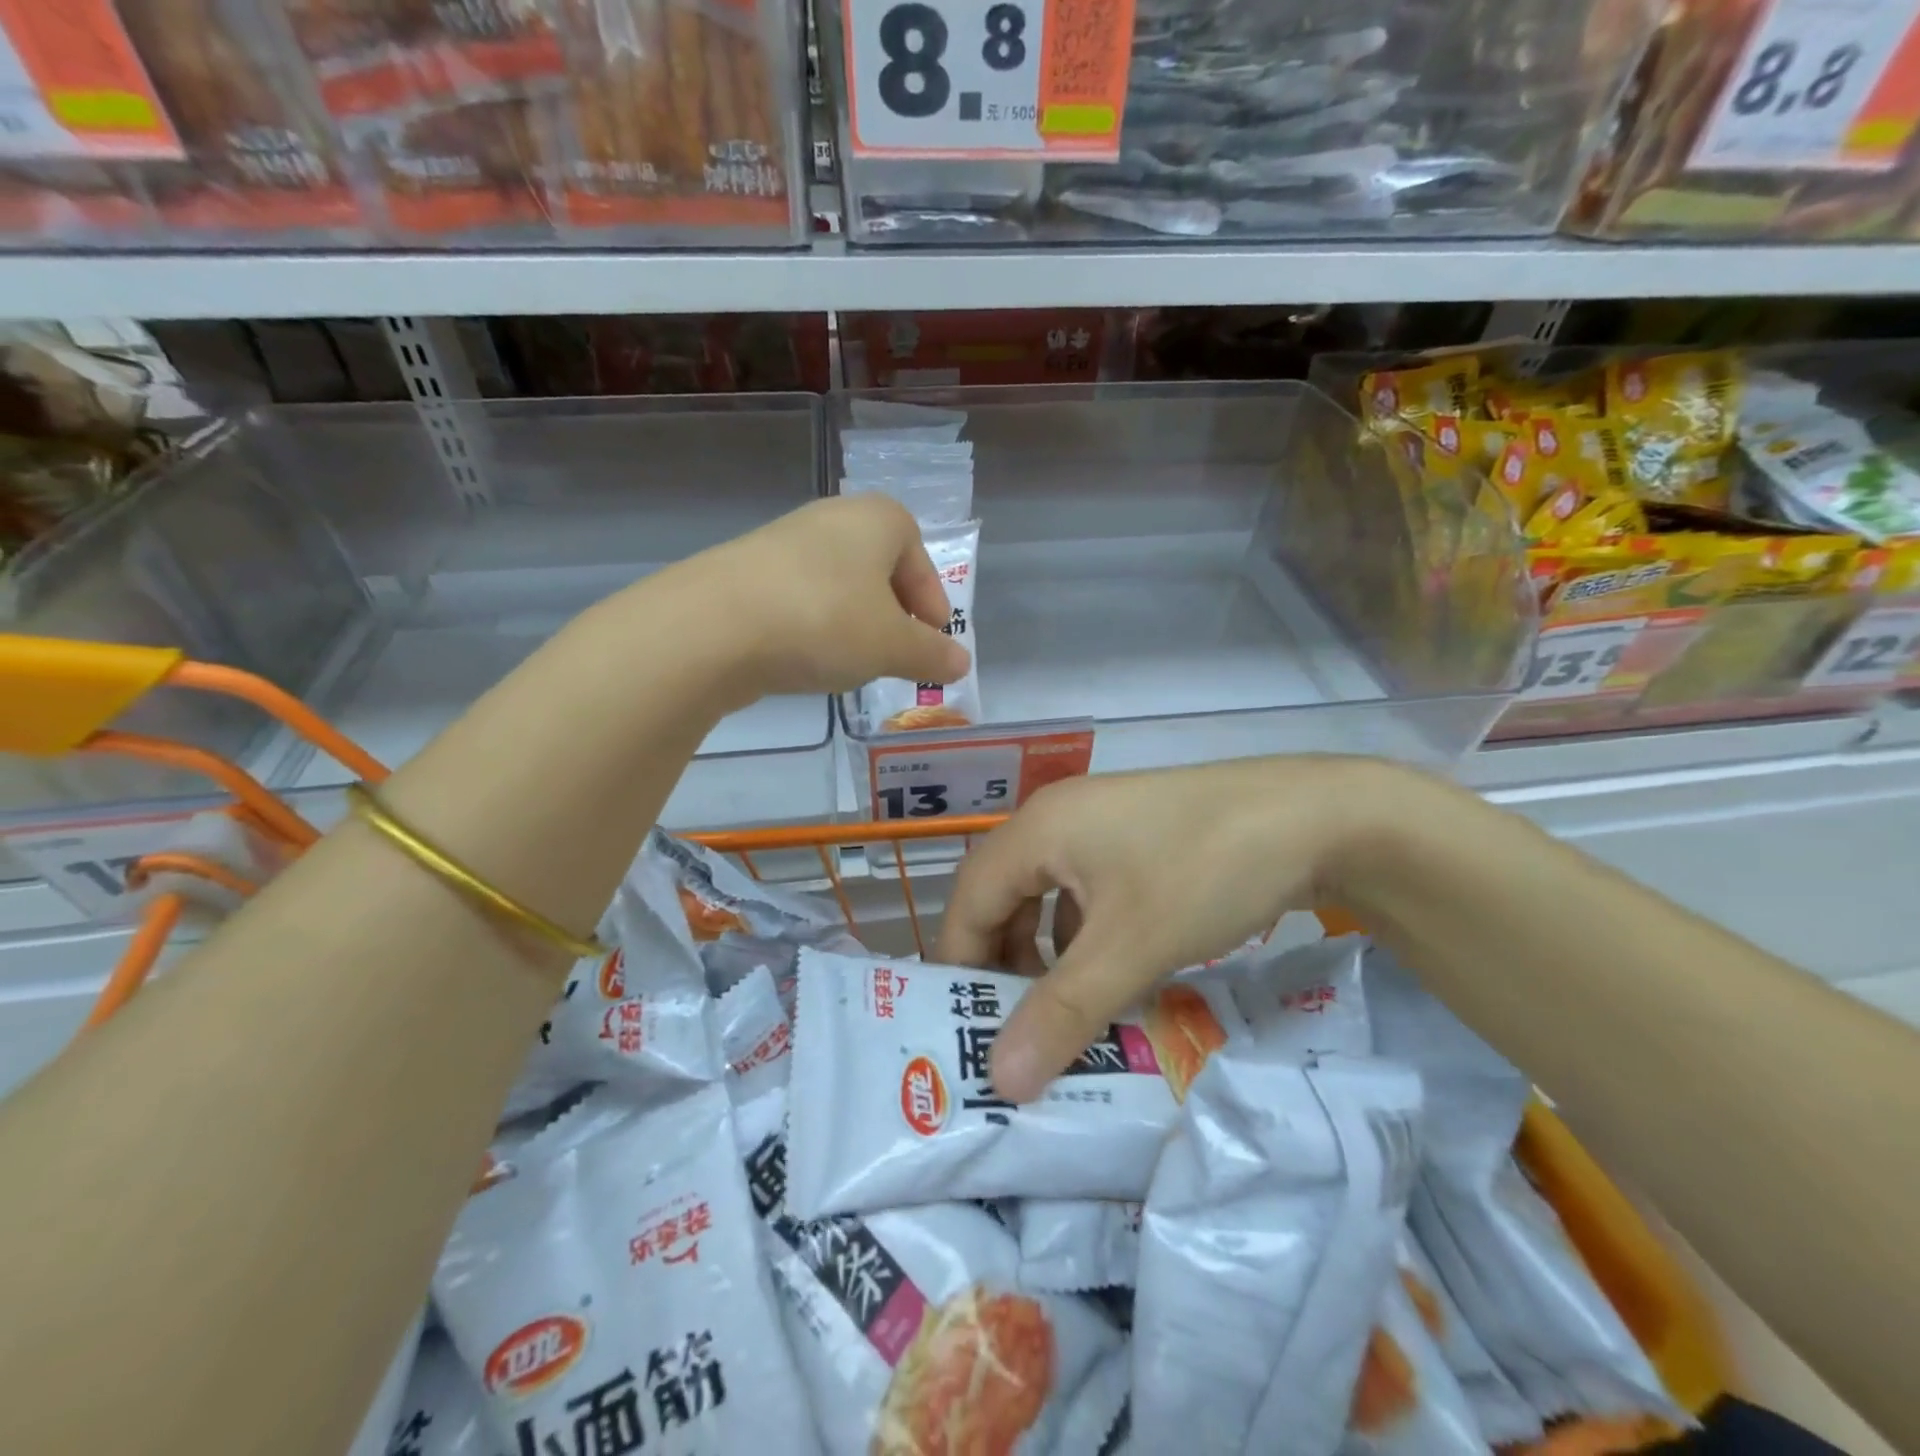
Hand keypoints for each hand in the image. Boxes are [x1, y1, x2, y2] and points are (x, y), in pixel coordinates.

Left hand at [684, 495, 969, 698]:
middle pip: (878, 567)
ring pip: (838, 584)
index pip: (919, 557)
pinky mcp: (746, 571)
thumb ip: (931, 654)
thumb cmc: (825, 621)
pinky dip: (815, 625)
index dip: (932, 602)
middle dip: (893, 612)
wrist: (713, 626)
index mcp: (877, 519)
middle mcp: (831, 518)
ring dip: (853, 620)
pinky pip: (800, 598)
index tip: (934, 640)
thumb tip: (961, 664)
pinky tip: (807, 657)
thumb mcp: (892, 646)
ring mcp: (783, 542)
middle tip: (898, 652)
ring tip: (853, 660)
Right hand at [934, 756, 1402, 1101]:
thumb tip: (1001, 1081)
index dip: (958, 964)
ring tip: (1062, 1013)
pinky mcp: (1137, 837)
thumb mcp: (1131, 948)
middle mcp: (1058, 818)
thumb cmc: (1205, 871)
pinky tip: (1112, 976)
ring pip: (1047, 895)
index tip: (960, 1029)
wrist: (1316, 816)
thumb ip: (1064, 1012)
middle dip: (1002, 963)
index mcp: (1038, 829)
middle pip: (1003, 895)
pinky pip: (1087, 891)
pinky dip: (1086, 937)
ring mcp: (1100, 823)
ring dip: (1047, 954)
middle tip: (1011, 1030)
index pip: (969, 899)